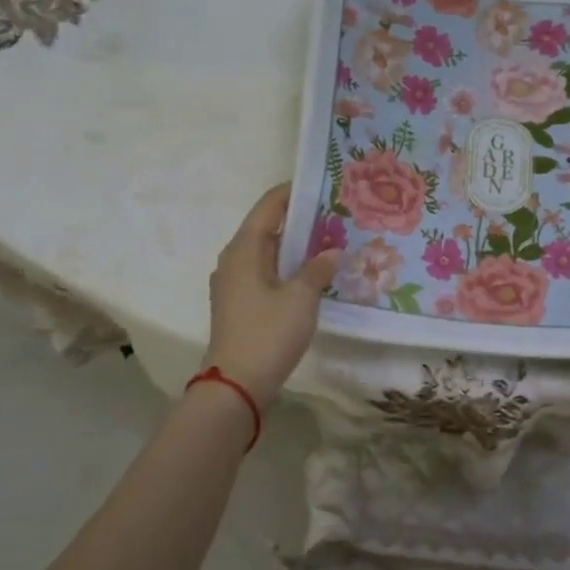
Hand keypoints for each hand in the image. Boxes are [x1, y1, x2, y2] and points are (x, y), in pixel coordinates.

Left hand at [202, 184, 340, 408]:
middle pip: (267, 227)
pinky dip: (287, 266)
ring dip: (295, 246)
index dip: (294, 192)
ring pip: (267, 252)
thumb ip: (318, 269)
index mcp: (244, 249)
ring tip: (329, 239)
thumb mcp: (301, 298)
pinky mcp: (239, 303)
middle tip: (335, 213)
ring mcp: (234, 283)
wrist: (236, 385)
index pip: (269, 206)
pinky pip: (265, 272)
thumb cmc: (268, 333)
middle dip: (299, 219)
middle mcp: (234, 259)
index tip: (322, 184)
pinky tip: (312, 273)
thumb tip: (332, 251)